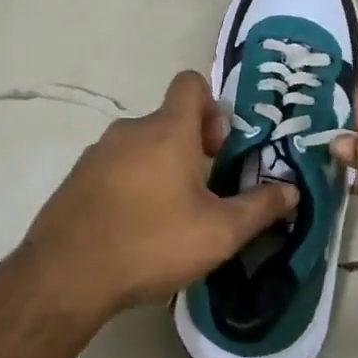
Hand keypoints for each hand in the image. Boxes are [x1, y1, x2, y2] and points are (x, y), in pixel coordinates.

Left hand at [18, 71, 298, 321]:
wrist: (67, 274)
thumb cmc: (152, 242)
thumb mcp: (219, 232)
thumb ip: (259, 208)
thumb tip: (291, 190)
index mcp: (167, 130)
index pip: (191, 83)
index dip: (212, 106)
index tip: (218, 149)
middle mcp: (130, 129)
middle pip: (168, 120)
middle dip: (191, 148)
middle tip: (204, 193)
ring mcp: (97, 152)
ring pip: (140, 146)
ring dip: (160, 169)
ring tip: (170, 217)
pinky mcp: (76, 177)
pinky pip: (114, 168)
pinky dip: (130, 185)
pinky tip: (134, 228)